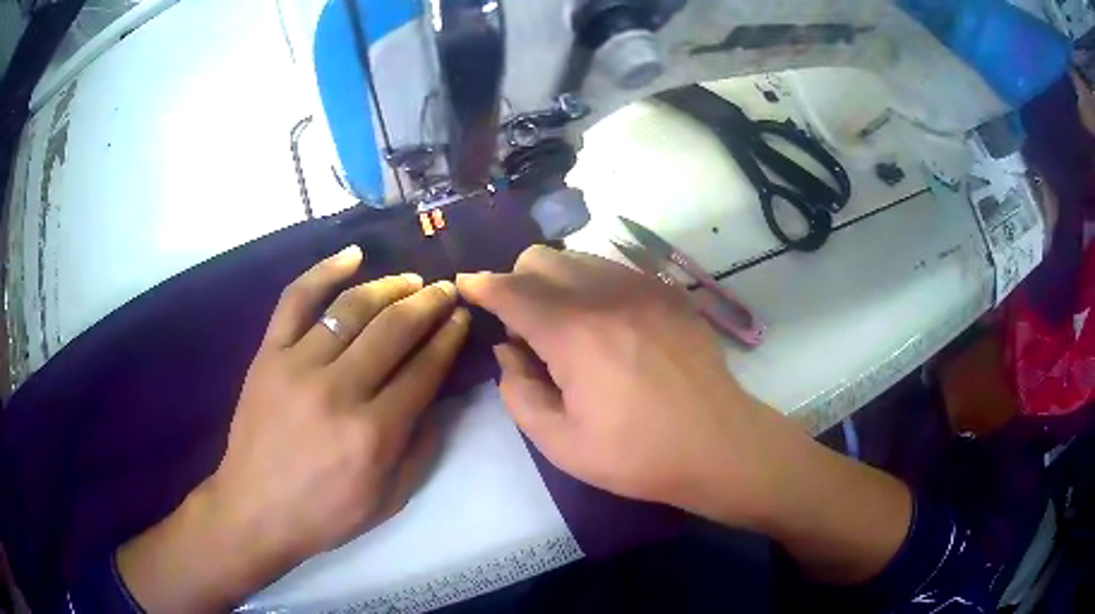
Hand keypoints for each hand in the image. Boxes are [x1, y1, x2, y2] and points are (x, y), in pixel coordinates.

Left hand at [118, 246, 469, 611]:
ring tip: (410, 280)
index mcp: (374, 433)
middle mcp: (339, 389)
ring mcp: (297, 365)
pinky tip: (352, 256)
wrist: (255, 509)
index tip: (462, 317)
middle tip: (446, 290)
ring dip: (389, 286)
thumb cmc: (325, 513)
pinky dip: (324, 271)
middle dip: (429, 303)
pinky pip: (295, 299)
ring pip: (351, 308)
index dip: (449, 337)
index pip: (424, 368)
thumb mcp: (390, 499)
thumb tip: (441, 398)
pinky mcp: (268, 354)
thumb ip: (423, 448)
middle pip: (394, 329)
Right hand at [457, 246, 797, 524]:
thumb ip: (518, 392)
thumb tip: (509, 352)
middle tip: (524, 326)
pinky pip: (614, 269)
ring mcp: (643, 287)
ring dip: (556, 281)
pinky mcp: (669, 293)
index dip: (482, 285)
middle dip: (519, 282)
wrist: (719, 444)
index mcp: (573, 333)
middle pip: (543, 258)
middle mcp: (606, 294)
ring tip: (566, 326)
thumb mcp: (559, 442)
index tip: (466, 285)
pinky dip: (592, 284)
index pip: (512, 290)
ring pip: (579, 257)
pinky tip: (605, 323)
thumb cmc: (637, 454)